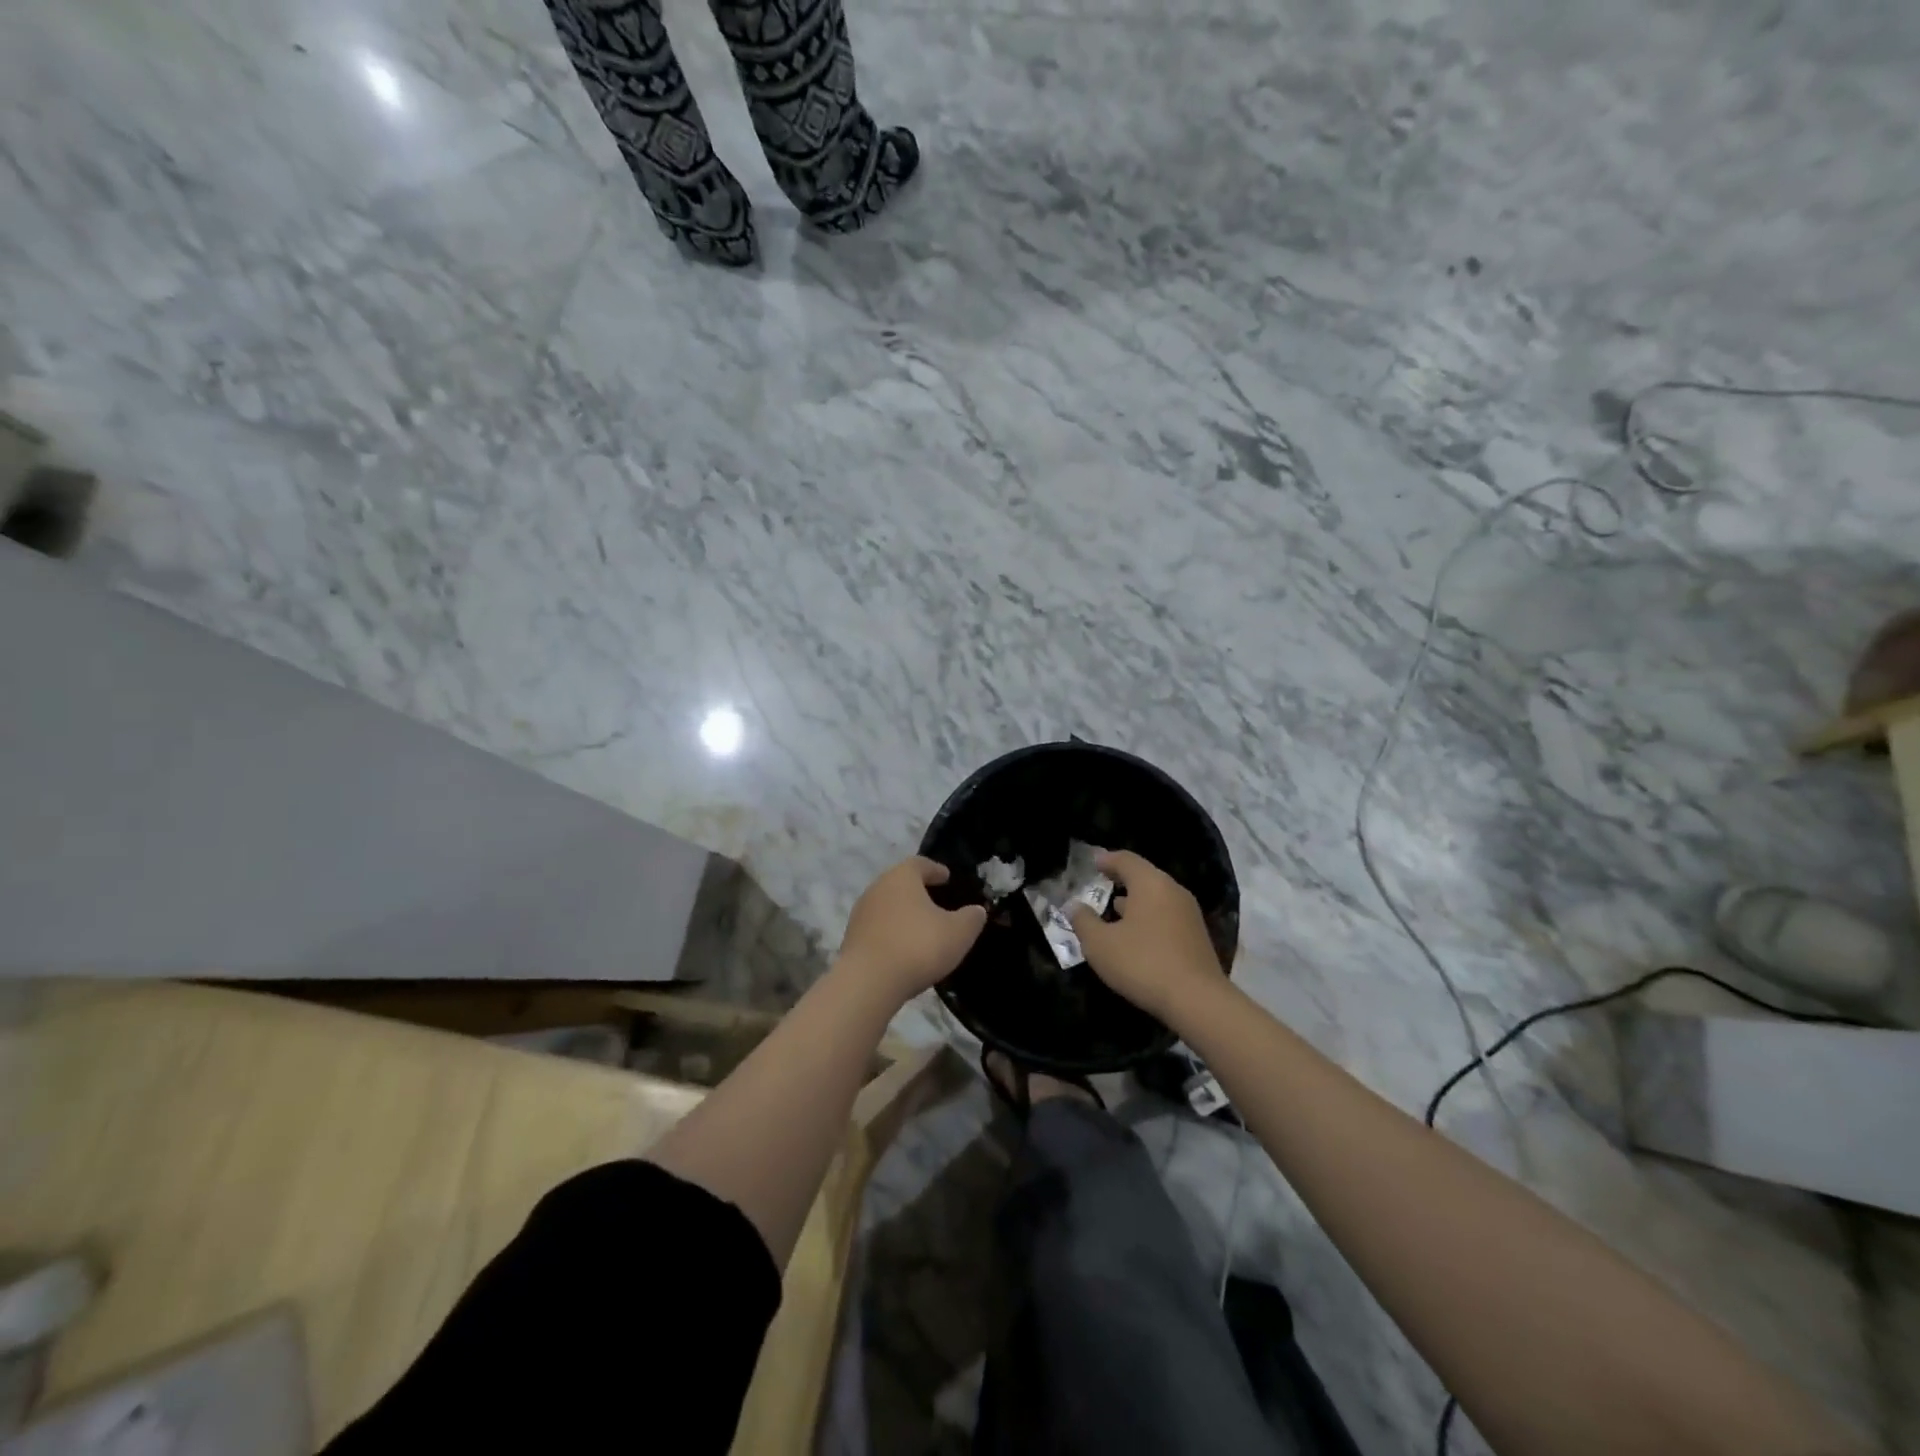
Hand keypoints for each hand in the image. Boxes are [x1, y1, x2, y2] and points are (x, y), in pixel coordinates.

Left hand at [837, 857, 987, 1006]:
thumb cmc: (918, 946)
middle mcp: (877, 888)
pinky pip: (878, 928)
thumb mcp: (958, 933)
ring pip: (887, 905)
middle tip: (936, 902)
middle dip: (918, 891)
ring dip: (903, 913)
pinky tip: (904, 948)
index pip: (920, 864)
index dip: (935, 870)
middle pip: (900, 883)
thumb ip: (971, 918)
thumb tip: (977, 910)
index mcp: (902, 877)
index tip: (946, 877)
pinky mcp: (852, 938)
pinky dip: (892, 932)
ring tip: (921, 928)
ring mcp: (861, 913)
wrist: (868, 982)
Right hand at [1069, 850, 1223, 1022]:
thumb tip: (1073, 906)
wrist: (1197, 1001)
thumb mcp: (1100, 944)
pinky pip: (1166, 916)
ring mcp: (1189, 914)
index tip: (1092, 863)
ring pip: (1156, 898)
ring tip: (1113, 911)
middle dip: (1121, 880)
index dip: (1106, 860)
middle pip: (1144, 876)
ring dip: (1135, 901)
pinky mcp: (1197, 936)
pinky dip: (1148, 918)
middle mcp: (1173, 891)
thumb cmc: (1143, 963)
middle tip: (1100, 885)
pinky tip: (1136, 936)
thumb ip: (1083, 921)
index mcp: (1150, 883)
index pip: (1126, 859)